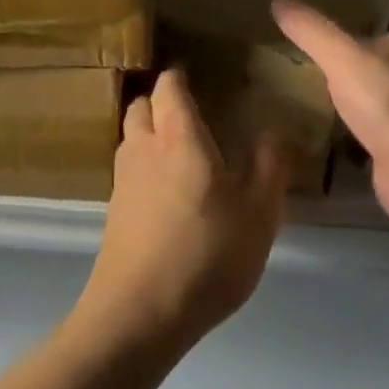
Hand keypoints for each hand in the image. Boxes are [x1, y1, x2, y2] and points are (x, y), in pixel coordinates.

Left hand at [76, 68, 288, 350]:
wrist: (139, 314)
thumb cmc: (207, 254)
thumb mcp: (259, 213)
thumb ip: (270, 167)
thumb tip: (275, 131)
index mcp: (178, 138)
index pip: (170, 87)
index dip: (180, 76)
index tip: (198, 74)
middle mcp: (143, 149)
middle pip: (142, 106)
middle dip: (162, 101)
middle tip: (191, 111)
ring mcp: (123, 181)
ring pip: (131, 138)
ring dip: (150, 132)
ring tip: (180, 149)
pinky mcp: (114, 212)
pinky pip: (128, 171)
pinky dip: (144, 166)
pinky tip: (167, 192)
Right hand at [272, 0, 388, 238]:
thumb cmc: (388, 96)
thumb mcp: (341, 54)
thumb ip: (310, 29)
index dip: (387, 24)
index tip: (360, 23)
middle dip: (365, 66)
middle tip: (323, 62)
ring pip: (380, 107)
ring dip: (357, 105)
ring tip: (313, 101)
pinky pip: (369, 146)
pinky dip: (350, 145)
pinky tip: (322, 145)